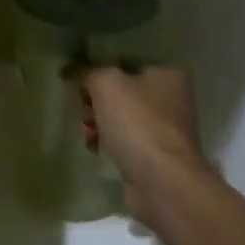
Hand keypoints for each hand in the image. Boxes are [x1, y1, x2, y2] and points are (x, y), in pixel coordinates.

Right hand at [78, 66, 206, 226]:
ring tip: (86, 134)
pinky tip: (96, 150)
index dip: (99, 72)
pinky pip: (126, 142)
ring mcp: (167, 130)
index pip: (125, 64)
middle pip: (122, 93)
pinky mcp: (158, 156)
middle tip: (83, 111)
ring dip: (99, 124)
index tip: (79, 86)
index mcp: (168, 74)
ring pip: (122, 119)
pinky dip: (109, 144)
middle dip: (96, 102)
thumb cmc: (137, 123)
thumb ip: (87, 73)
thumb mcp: (106, 85)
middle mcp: (173, 99)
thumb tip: (72, 71)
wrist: (162, 181)